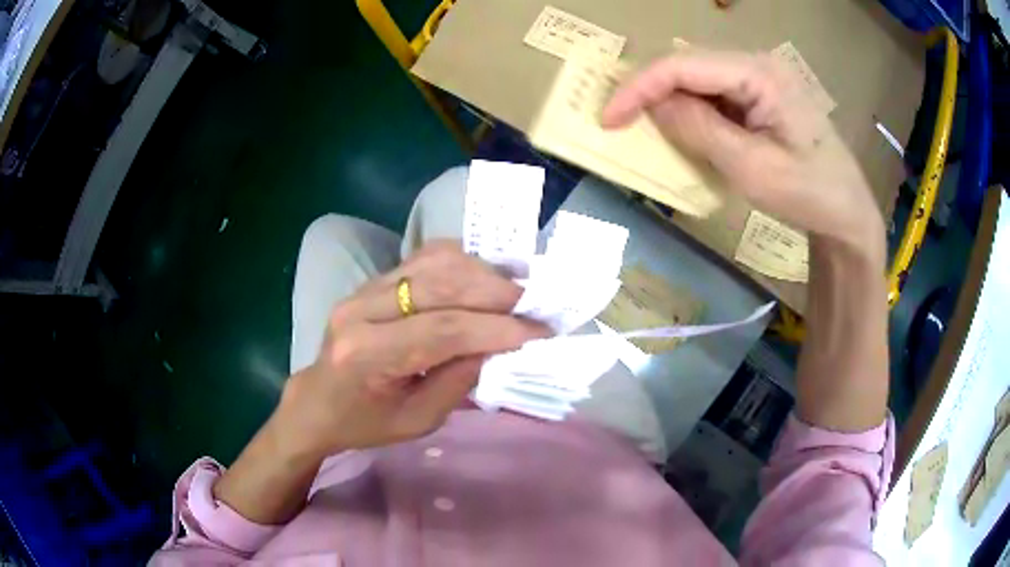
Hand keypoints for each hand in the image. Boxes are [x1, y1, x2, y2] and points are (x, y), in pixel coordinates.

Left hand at [275, 241, 546, 457]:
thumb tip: (502, 343)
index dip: (497, 328)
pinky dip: (463, 262)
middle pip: (441, 285)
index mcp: (367, 354)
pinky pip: (425, 258)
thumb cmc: (365, 422)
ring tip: (517, 290)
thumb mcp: (419, 420)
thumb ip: (460, 379)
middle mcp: (362, 309)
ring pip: (435, 262)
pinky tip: (486, 275)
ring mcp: (365, 287)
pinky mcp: (374, 279)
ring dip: (483, 271)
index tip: (539, 331)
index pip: (443, 330)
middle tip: (535, 306)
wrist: (318, 401)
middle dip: (497, 293)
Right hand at [603, 50, 882, 260]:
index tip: (607, 119)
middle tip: (621, 123)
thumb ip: (699, 130)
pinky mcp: (759, 94)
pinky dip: (692, 112)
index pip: (682, 65)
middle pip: (687, 64)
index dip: (639, 87)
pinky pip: (713, 93)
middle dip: (650, 91)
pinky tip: (688, 133)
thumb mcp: (752, 168)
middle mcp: (756, 63)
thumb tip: (653, 106)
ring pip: (697, 78)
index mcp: (758, 73)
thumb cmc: (809, 193)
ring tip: (648, 130)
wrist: (846, 210)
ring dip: (670, 101)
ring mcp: (759, 77)